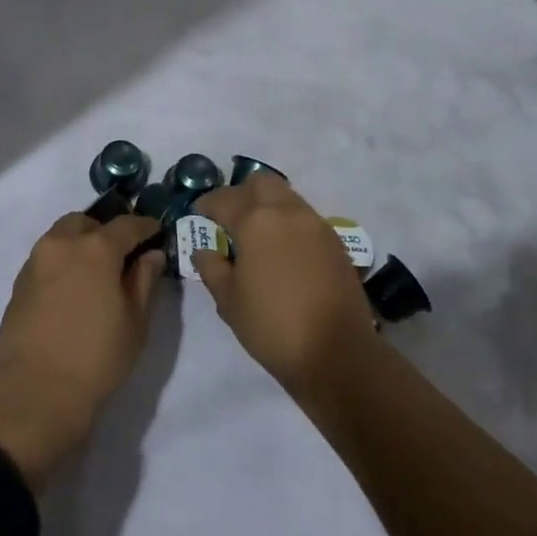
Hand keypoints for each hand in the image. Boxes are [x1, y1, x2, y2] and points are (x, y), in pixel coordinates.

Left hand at [0, 212, 162, 490]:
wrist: (35, 392)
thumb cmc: (96, 358)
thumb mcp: (135, 322)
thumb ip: (144, 280)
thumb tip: (151, 255)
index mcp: (96, 248)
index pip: (127, 225)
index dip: (145, 226)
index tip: (157, 231)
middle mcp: (62, 244)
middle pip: (87, 223)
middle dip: (106, 231)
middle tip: (121, 254)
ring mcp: (36, 261)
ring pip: (62, 236)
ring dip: (80, 243)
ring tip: (95, 272)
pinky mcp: (19, 282)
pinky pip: (47, 257)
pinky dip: (62, 261)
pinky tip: (72, 288)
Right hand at [191, 174, 378, 395]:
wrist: (337, 353)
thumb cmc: (273, 326)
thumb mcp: (229, 301)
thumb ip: (212, 268)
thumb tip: (204, 250)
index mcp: (255, 221)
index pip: (224, 199)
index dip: (206, 204)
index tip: (198, 213)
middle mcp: (287, 211)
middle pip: (260, 182)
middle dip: (241, 193)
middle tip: (229, 217)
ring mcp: (315, 223)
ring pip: (286, 196)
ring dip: (267, 205)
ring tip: (256, 233)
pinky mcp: (335, 241)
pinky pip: (304, 217)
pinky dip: (288, 222)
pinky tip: (282, 249)